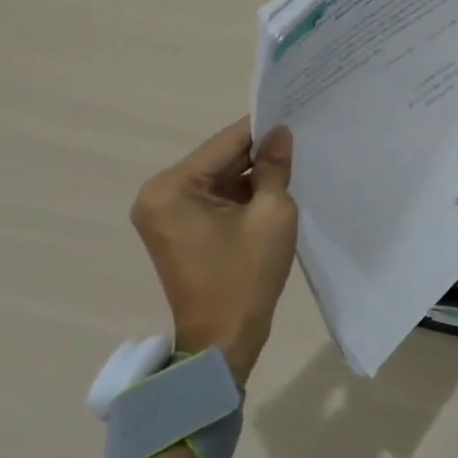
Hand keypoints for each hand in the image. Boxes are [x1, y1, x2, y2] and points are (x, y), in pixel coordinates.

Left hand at [130, 119, 297, 385]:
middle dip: (257, 154)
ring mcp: (163, 213)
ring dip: (249, 175)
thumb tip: (280, 133)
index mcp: (172, 187)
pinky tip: (271, 191)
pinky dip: (239, 195)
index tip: (295, 115)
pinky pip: (211, 198)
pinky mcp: (175, 229)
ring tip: (291, 165)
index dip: (263, 130)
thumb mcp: (271, 214)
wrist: (222, 342)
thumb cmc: (245, 276)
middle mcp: (158, 194)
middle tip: (298, 141)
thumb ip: (274, 167)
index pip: (226, 142)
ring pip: (217, 178)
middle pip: (218, 159)